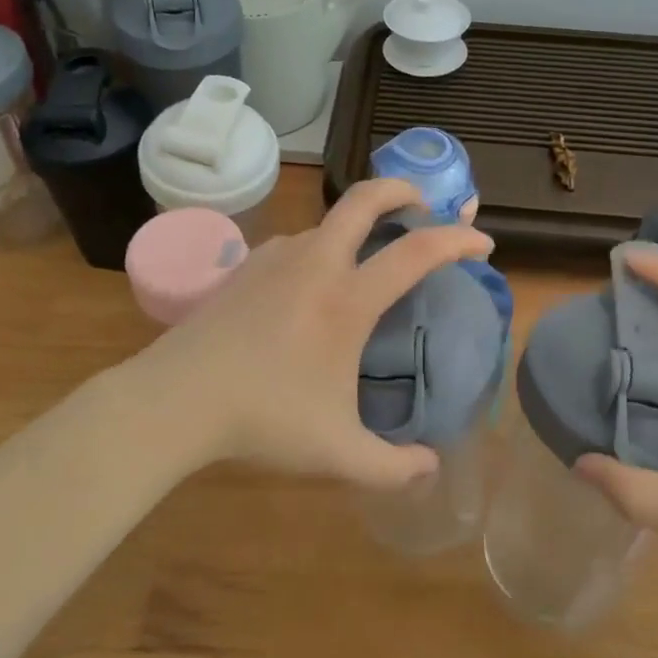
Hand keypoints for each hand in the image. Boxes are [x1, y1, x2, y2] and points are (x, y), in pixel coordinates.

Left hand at [118, 179, 494, 490]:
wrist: (175, 399)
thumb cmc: (262, 420)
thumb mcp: (337, 453)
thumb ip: (393, 467)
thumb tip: (430, 468)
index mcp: (347, 299)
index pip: (417, 252)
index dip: (457, 241)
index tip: (482, 244)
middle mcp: (315, 263)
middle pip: (365, 199)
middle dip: (403, 189)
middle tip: (425, 204)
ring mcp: (275, 258)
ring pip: (327, 222)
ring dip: (357, 225)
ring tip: (368, 258)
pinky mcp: (245, 266)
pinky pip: (297, 244)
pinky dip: (321, 248)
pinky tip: (312, 285)